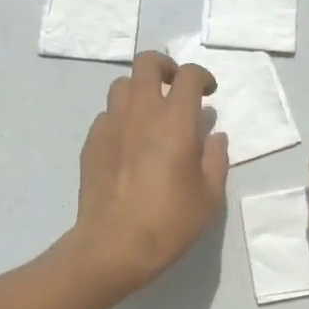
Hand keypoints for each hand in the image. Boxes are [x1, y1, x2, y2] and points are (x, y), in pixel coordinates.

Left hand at [73, 51, 230, 292]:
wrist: (112, 246)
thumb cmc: (168, 222)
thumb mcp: (209, 196)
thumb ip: (216, 159)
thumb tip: (215, 136)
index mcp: (175, 121)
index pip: (188, 76)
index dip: (202, 76)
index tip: (209, 93)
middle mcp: (141, 112)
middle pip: (146, 63)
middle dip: (164, 67)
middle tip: (175, 87)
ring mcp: (112, 124)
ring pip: (122, 85)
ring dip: (139, 90)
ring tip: (150, 113)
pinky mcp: (91, 141)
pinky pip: (107, 114)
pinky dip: (121, 117)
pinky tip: (129, 142)